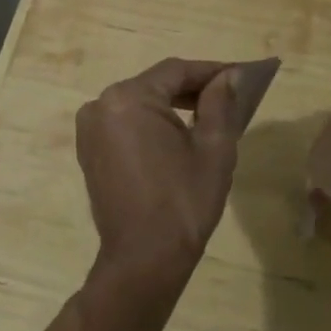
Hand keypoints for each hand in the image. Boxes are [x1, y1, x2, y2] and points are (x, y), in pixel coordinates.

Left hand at [75, 58, 254, 283]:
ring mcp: (90, 129)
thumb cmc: (183, 201)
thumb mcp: (214, 148)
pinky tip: (179, 135)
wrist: (144, 260)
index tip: (240, 74)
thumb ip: (220, 103)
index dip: (211, 70)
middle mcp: (101, 105)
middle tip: (229, 96)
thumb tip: (229, 76)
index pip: (176, 71)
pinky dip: (152, 124)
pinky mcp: (90, 151)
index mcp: (128, 99)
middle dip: (192, 88)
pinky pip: (126, 123)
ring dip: (173, 106)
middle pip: (155, 85)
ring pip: (140, 104)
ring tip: (210, 115)